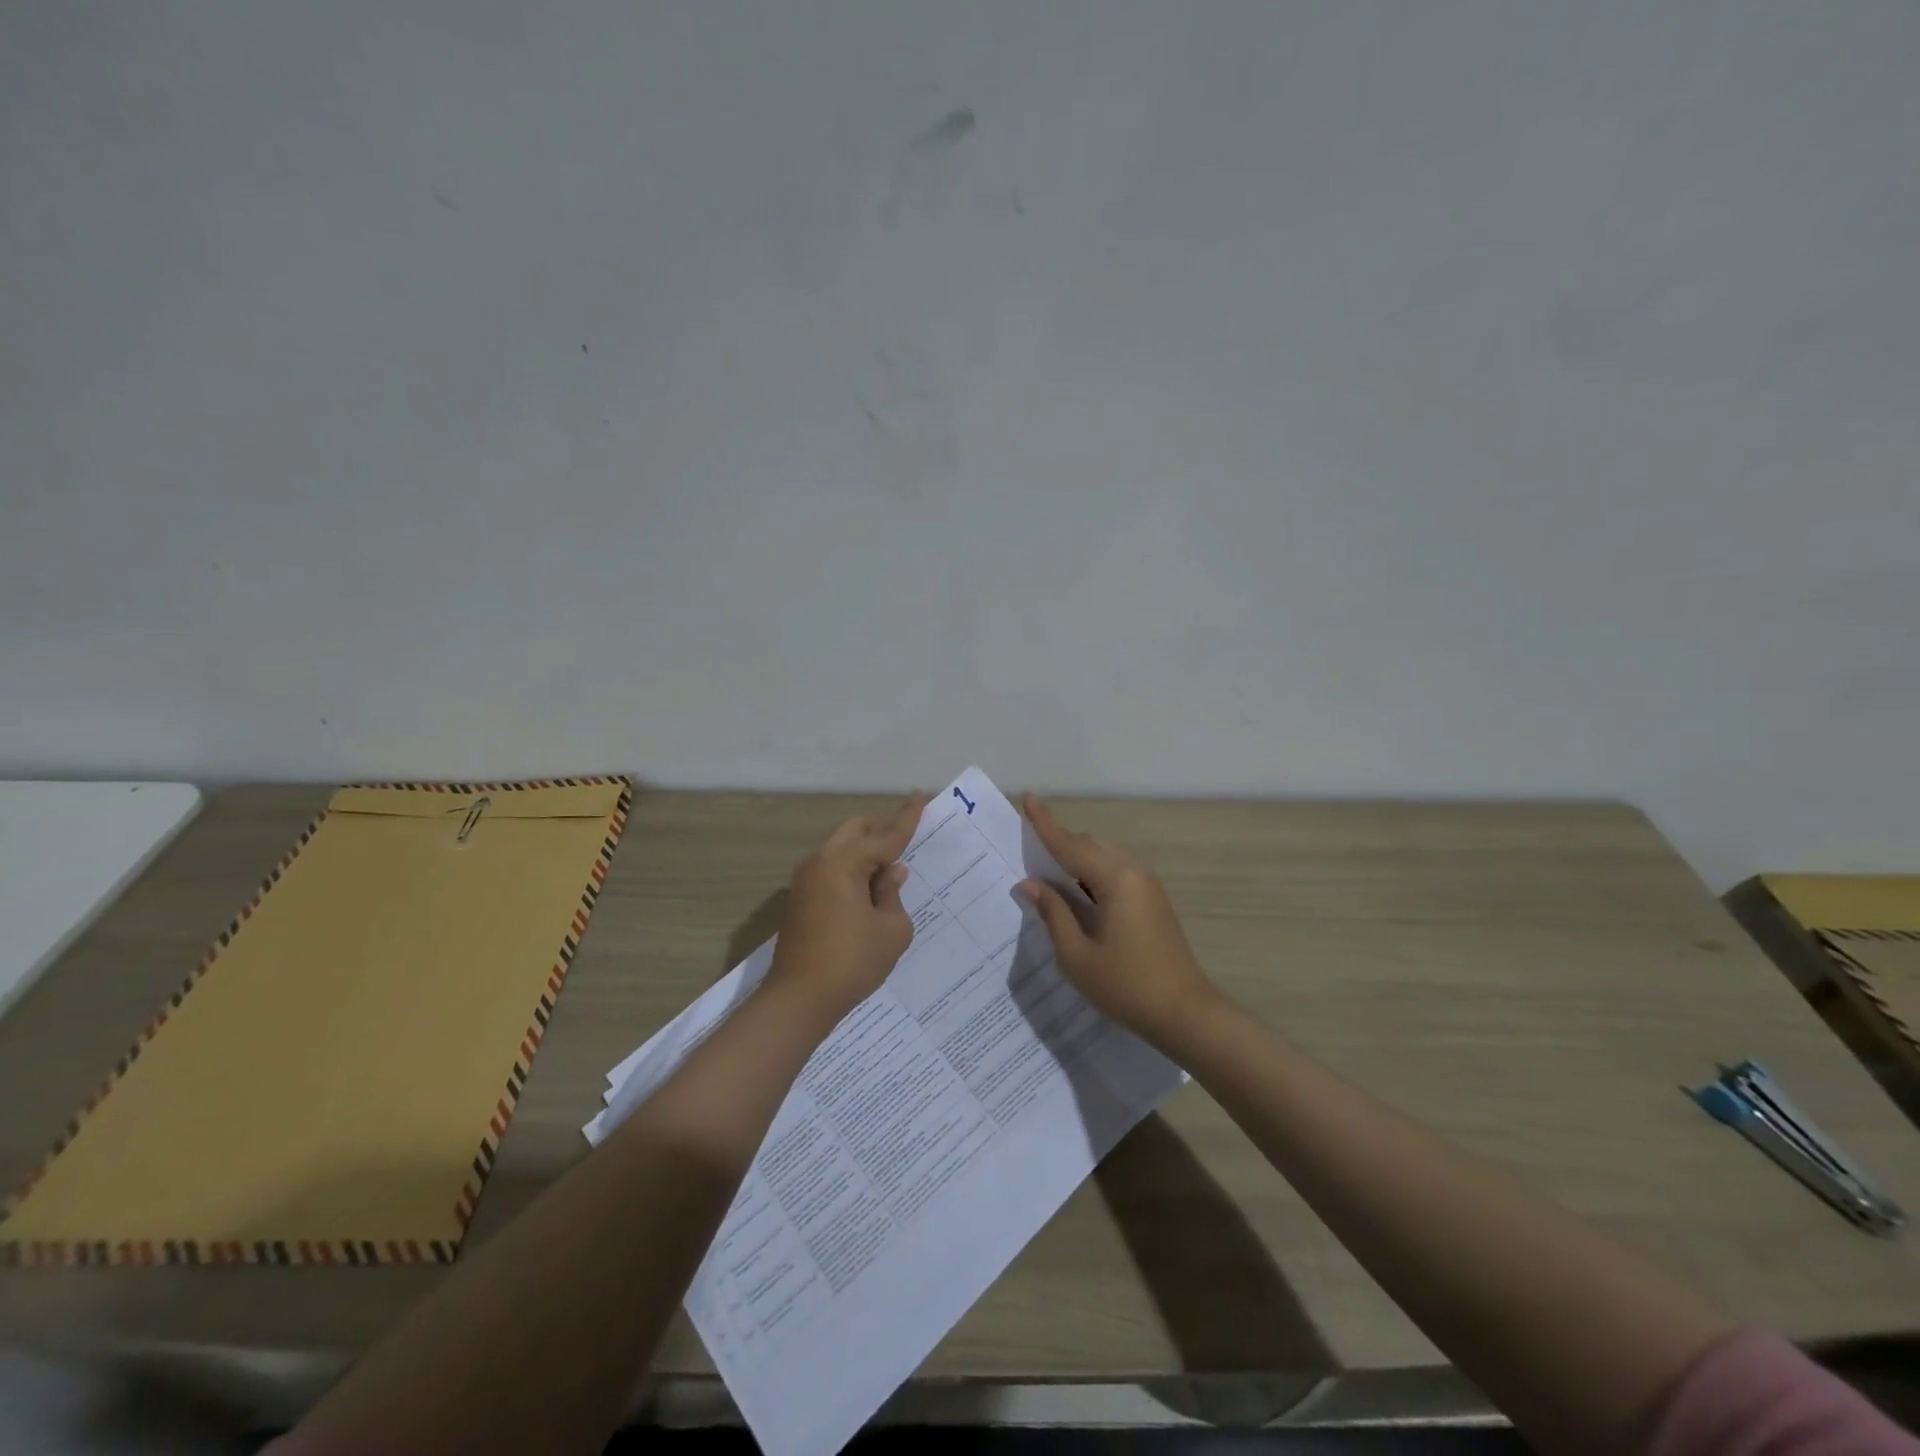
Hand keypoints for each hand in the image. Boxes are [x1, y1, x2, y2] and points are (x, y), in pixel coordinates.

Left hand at [765, 793, 927, 1027]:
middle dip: (881, 835)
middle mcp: (820, 862)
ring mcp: (805, 880)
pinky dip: (851, 873)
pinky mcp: (800, 899)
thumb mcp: (891, 929)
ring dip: (865, 857)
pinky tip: (866, 899)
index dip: (907, 818)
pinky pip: (831, 870)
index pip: (885, 835)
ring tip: (886, 886)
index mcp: (843, 862)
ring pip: (841, 850)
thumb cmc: (852, 962)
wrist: (798, 1000)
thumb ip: (893, 894)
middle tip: (903, 857)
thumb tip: (891, 873)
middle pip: (856, 831)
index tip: (921, 795)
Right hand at [1018, 794, 1221, 1043]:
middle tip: (1028, 850)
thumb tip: (1031, 884)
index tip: (1028, 798)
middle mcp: (1133, 873)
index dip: (1045, 824)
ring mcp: (1147, 886)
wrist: (1185, 1014)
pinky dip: (1091, 875)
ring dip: (1076, 859)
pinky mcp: (1152, 902)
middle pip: (1089, 845)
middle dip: (1059, 842)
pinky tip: (1076, 895)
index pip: (1070, 844)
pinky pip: (1115, 873)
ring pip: (1104, 858)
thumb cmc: (1126, 986)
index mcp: (1115, 880)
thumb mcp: (1077, 955)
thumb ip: (1053, 913)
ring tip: (1047, 874)